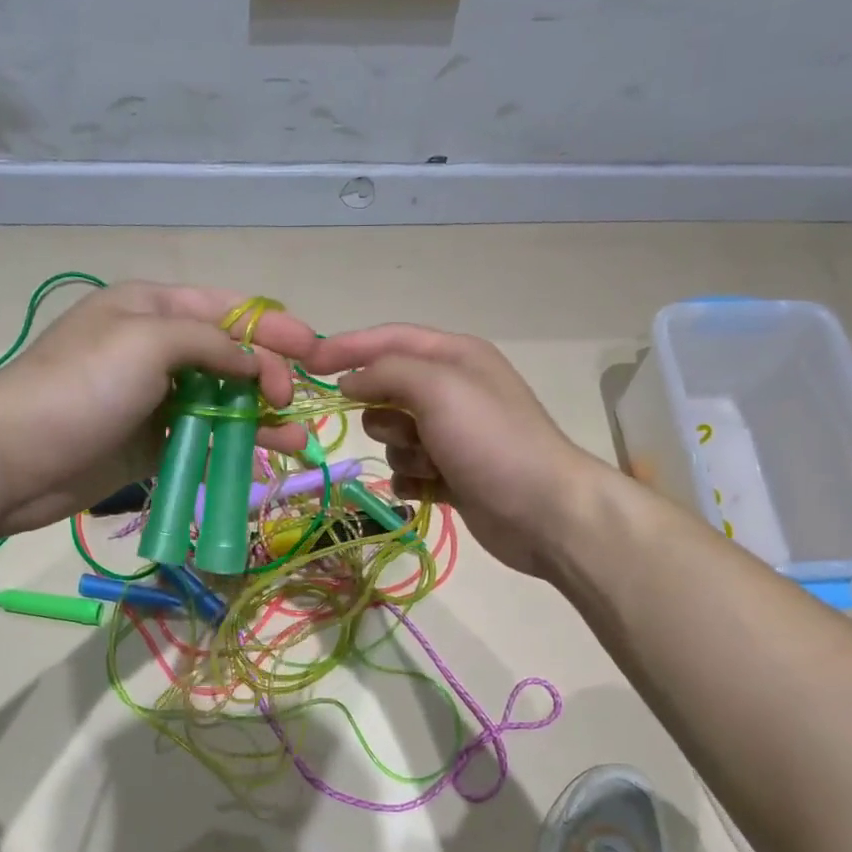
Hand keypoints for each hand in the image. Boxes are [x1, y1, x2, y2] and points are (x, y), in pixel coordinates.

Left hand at [0, 282, 318, 534]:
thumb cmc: (81, 386)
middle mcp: (158, 348)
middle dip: (271, 375)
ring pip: (224, 400)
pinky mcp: (154, 441)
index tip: (315, 351)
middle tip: (295, 402)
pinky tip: (267, 454)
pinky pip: (206, 436)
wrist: (14, 459)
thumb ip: (211, 343)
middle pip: (231, 356)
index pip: (228, 309)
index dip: (274, 326)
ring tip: (298, 438)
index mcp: (153, 308)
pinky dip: (237, 443)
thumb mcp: (148, 342)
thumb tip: (255, 362)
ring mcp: (156, 398)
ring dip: (262, 416)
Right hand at [308, 324, 608, 575]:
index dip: (347, 348)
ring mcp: (455, 436)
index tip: (306, 364)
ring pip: (396, 435)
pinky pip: (409, 471)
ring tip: (430, 464)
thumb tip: (351, 380)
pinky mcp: (454, 475)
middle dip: (384, 413)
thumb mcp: (438, 389)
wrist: (544, 512)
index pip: (389, 339)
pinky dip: (411, 479)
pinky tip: (427, 489)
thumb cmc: (491, 441)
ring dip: (403, 451)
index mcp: (455, 356)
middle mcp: (454, 390)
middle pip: (389, 390)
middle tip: (406, 431)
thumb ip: (388, 373)